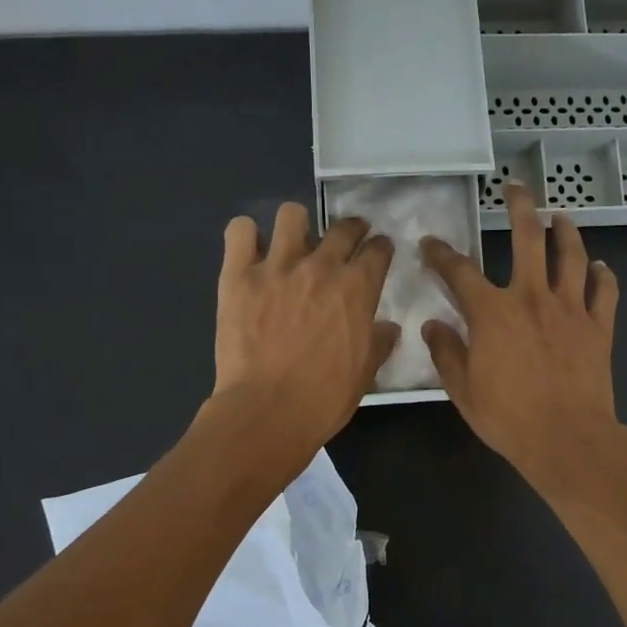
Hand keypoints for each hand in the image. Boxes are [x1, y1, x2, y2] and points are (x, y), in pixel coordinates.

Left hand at [212, 201, 398, 461]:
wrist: (268, 411)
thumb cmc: (324, 399)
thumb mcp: (365, 373)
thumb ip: (378, 343)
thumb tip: (388, 327)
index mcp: (357, 289)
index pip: (378, 250)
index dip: (381, 248)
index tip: (378, 253)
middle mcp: (321, 267)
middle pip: (342, 227)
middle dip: (351, 230)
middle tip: (346, 241)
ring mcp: (277, 266)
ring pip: (292, 214)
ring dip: (297, 226)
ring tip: (293, 244)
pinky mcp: (238, 275)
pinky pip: (240, 231)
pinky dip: (246, 236)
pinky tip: (250, 252)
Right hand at [420, 183, 626, 496]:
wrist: (567, 440)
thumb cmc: (508, 418)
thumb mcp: (462, 390)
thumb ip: (446, 352)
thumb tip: (433, 324)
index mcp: (492, 312)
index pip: (459, 271)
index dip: (441, 254)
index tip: (430, 244)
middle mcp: (532, 297)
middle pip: (528, 237)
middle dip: (519, 206)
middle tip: (515, 188)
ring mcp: (570, 308)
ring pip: (572, 255)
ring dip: (565, 231)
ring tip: (560, 217)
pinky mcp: (599, 326)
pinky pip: (605, 289)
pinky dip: (602, 273)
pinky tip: (599, 266)